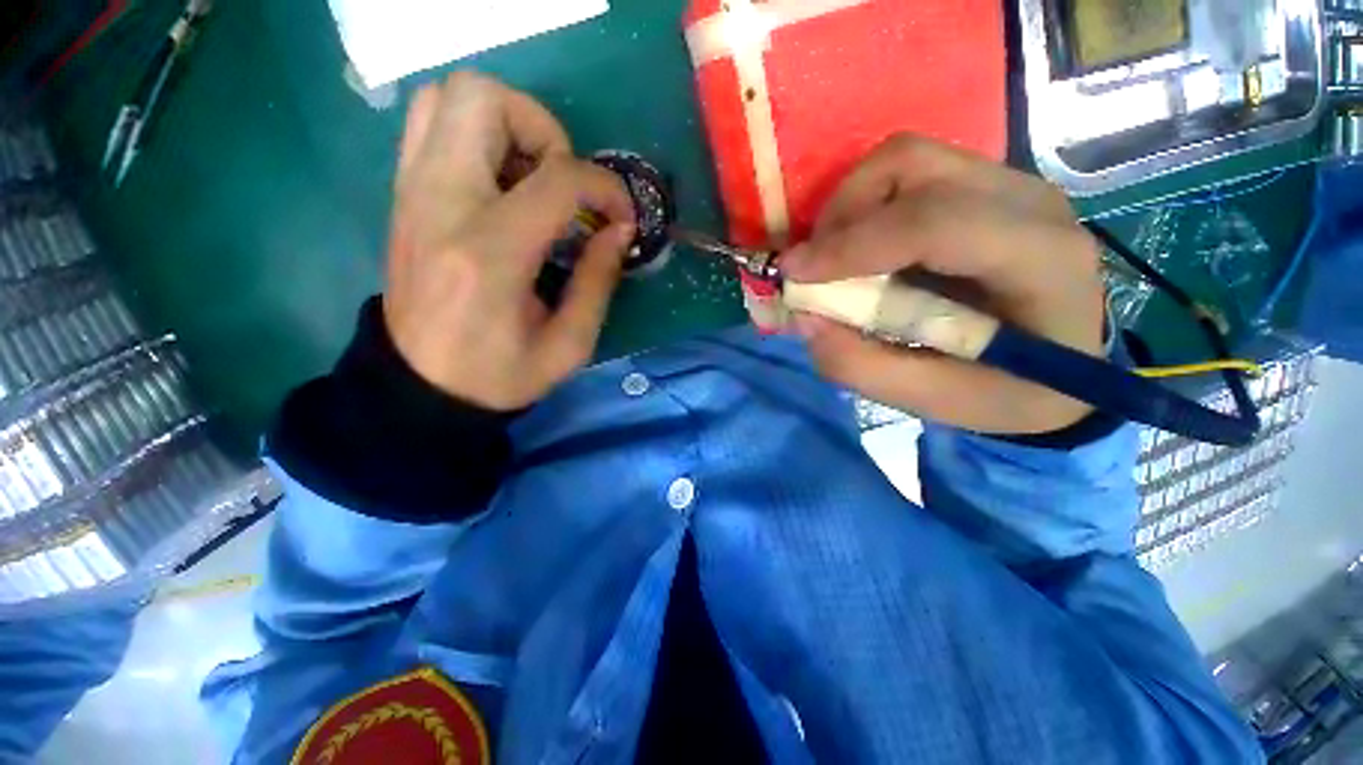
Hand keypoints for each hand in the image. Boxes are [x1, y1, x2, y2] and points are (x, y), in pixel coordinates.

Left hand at [383, 72, 634, 410]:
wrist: (421, 387)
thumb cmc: (500, 374)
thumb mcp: (569, 344)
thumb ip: (599, 280)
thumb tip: (620, 229)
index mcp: (490, 253)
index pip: (557, 177)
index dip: (605, 188)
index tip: (621, 217)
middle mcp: (441, 204)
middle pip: (482, 98)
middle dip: (543, 129)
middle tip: (564, 183)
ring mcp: (413, 192)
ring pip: (448, 97)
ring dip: (506, 124)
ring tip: (534, 180)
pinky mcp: (404, 194)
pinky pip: (432, 125)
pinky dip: (476, 135)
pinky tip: (504, 186)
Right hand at [780, 135, 1105, 434]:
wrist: (1070, 372)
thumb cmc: (1011, 393)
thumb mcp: (934, 401)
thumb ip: (862, 366)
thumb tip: (804, 318)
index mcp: (1039, 260)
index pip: (933, 223)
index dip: (852, 245)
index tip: (793, 274)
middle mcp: (1028, 202)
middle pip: (911, 164)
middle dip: (842, 213)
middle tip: (813, 266)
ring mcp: (1009, 185)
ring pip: (905, 160)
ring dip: (850, 207)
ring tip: (834, 259)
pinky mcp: (986, 188)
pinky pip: (910, 176)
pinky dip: (867, 207)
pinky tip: (863, 251)